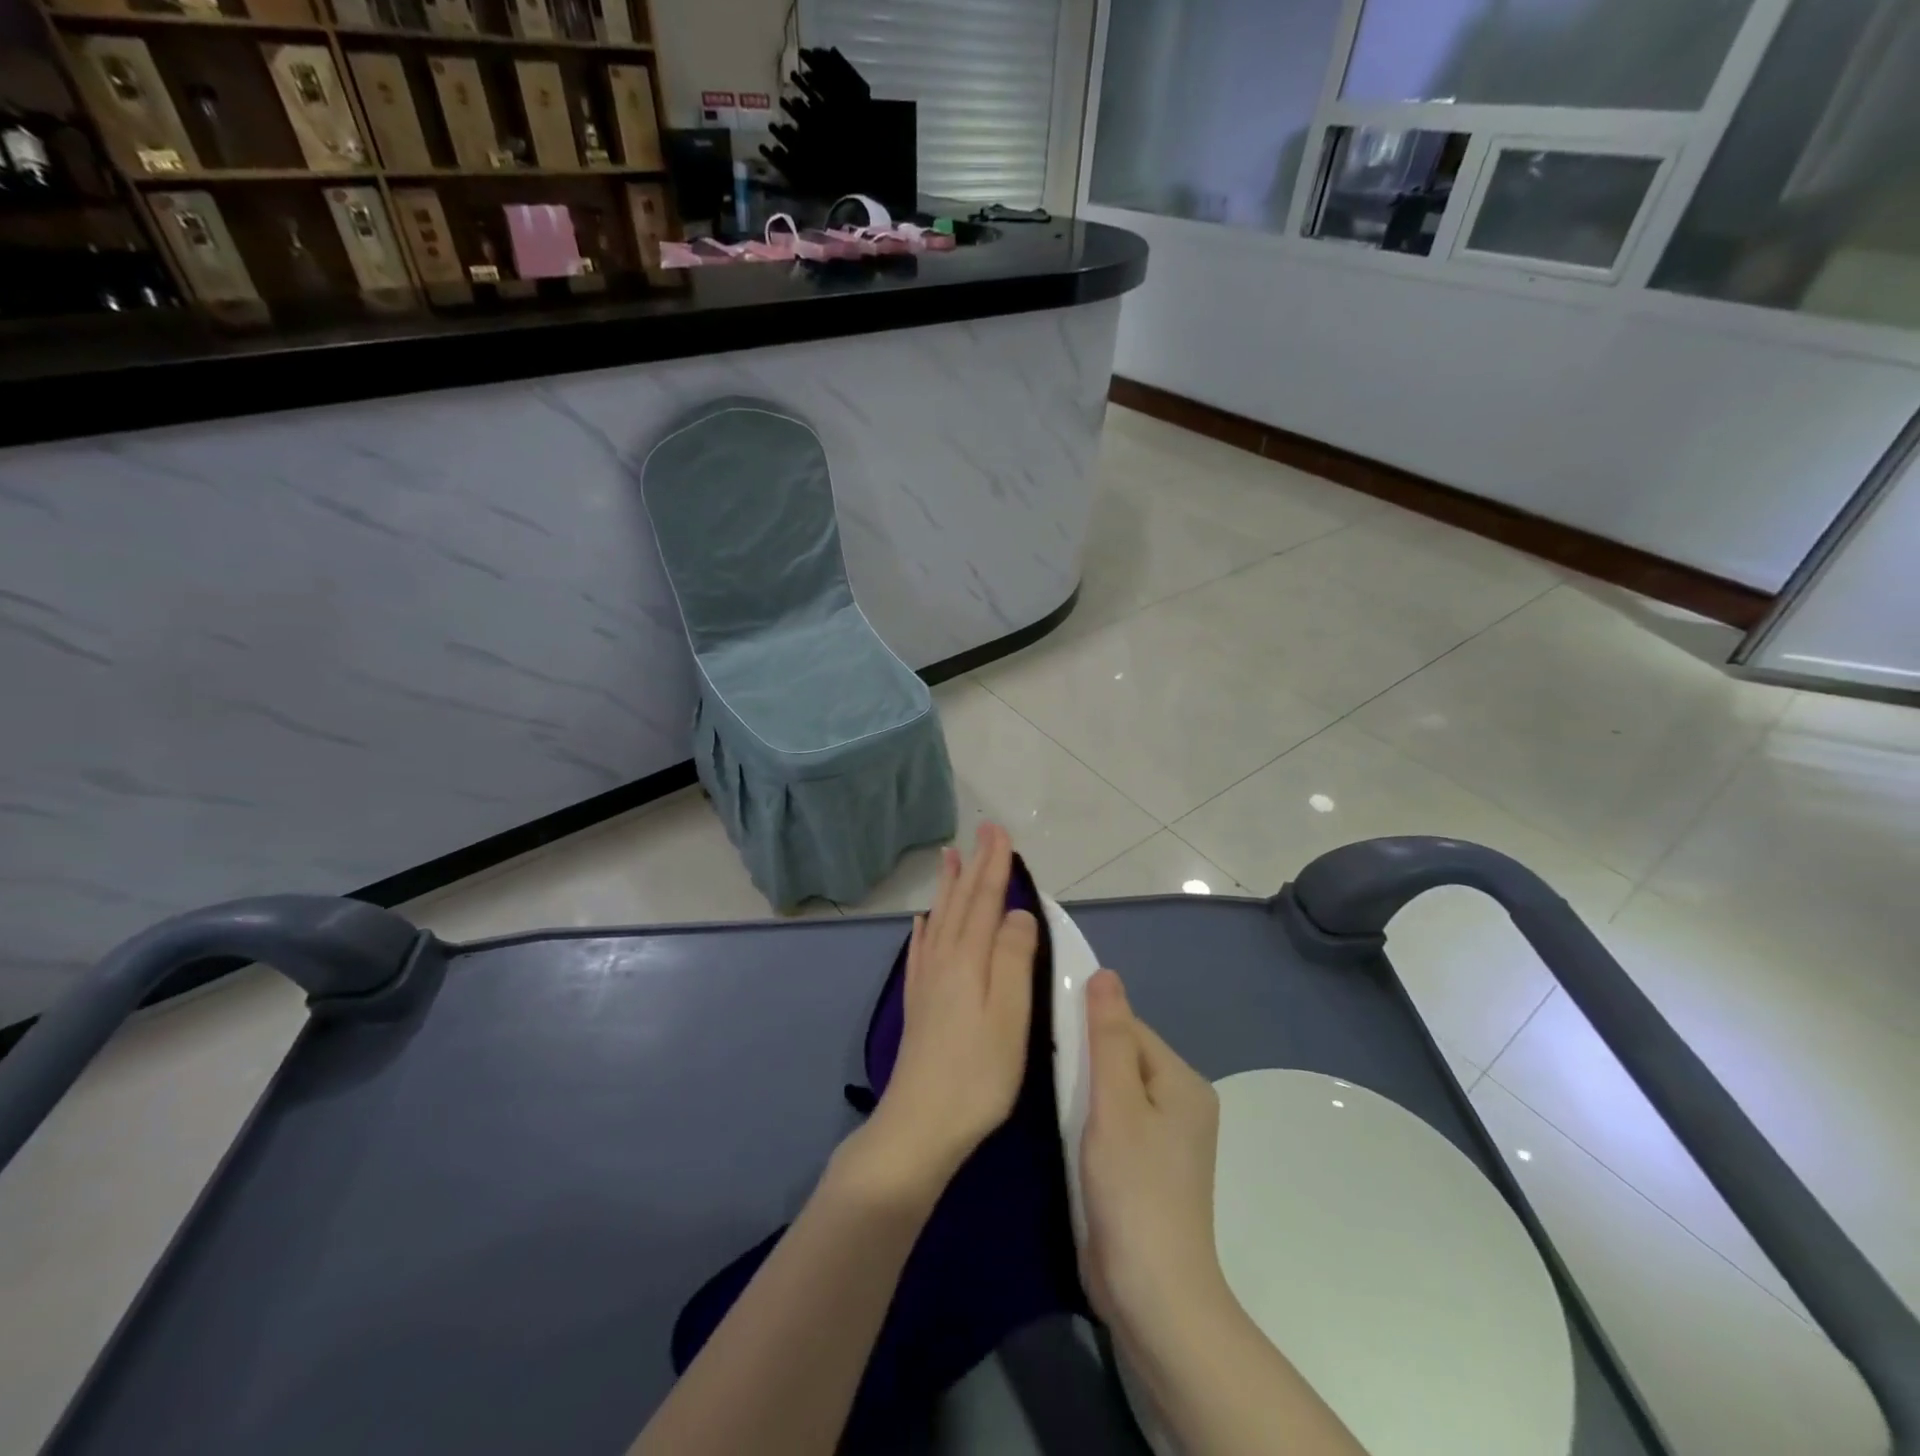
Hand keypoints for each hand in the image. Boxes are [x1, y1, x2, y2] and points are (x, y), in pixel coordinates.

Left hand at [848, 823, 1037, 1199]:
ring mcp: (927, 981)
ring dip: (948, 887)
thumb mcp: (1011, 1016)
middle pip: (961, 903)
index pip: (986, 900)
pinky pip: (920, 950)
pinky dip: (924, 928)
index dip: (995, 865)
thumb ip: (1014, 958)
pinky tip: (922, 921)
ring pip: (940, 919)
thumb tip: (1017, 912)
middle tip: (981, 832)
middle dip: (974, 865)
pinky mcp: (918, 1003)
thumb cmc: (978, 1073)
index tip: (999, 831)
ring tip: (950, 858)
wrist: (920, 1124)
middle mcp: (944, 960)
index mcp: (970, 959)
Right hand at [1078, 969, 1226, 1341]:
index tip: (1048, 1035)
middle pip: (1123, 1057)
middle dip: (1085, 1059)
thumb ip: (1108, 1036)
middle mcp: (1183, 1104)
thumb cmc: (1133, 1188)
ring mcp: (1167, 1140)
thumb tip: (1106, 973)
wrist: (1152, 1294)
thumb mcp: (1115, 1103)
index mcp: (1184, 1082)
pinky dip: (1089, 1118)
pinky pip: (1115, 1121)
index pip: (1129, 1029)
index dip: (1088, 1027)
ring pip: (1115, 1091)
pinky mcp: (1147, 1168)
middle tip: (1042, 1065)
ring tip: (1048, 1092)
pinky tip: (1063, 1125)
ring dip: (1084, 1090)